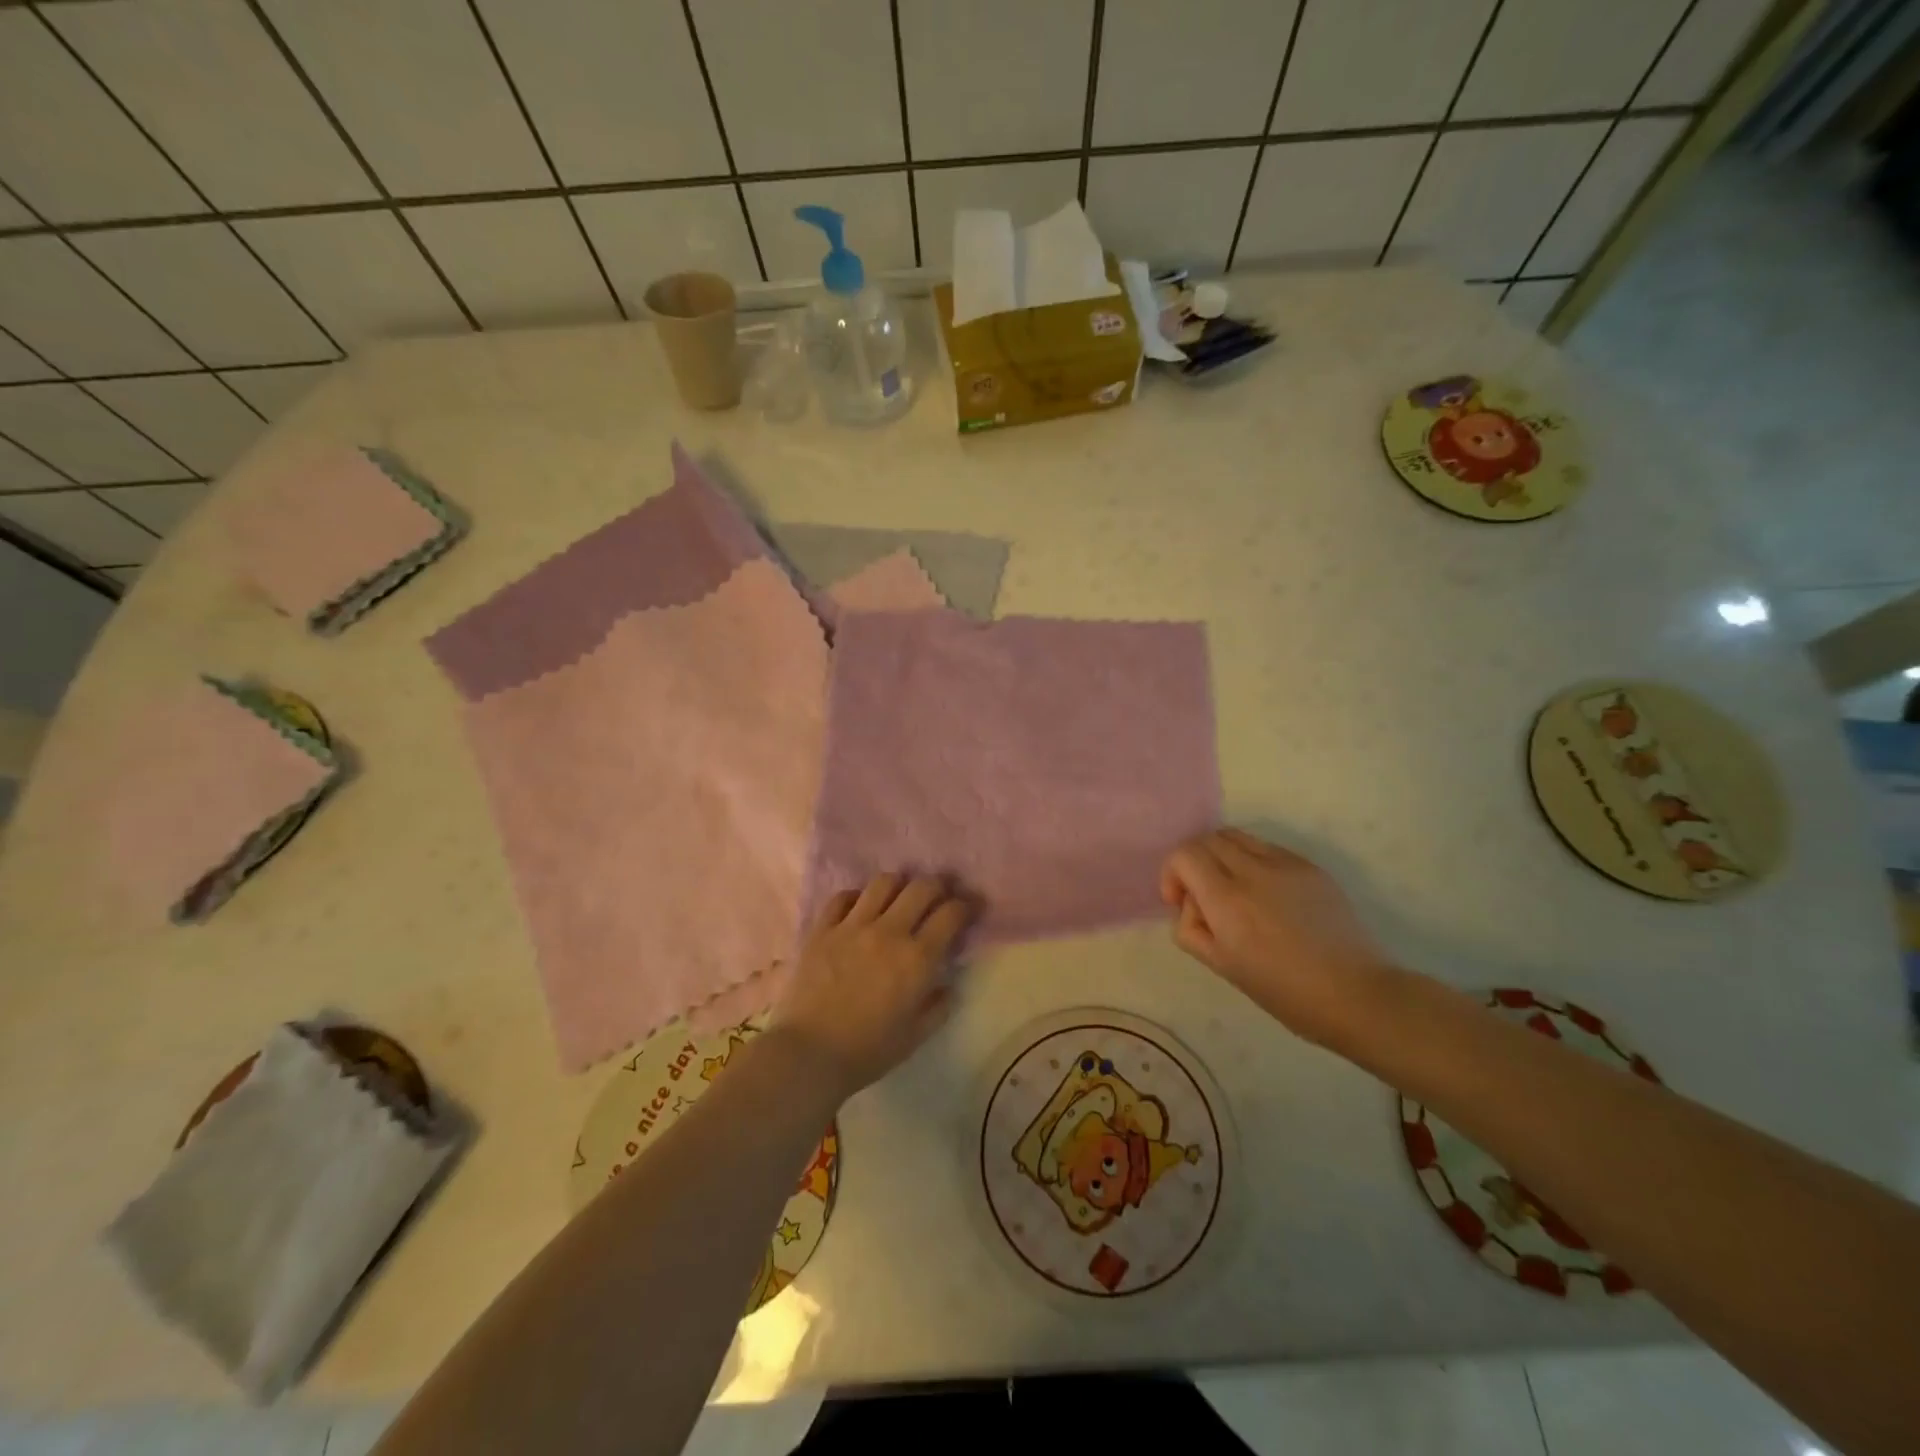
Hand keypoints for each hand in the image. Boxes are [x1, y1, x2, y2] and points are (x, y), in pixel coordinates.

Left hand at [771, 874, 971, 1101]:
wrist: (808, 1054)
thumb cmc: (867, 1051)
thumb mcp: (915, 1036)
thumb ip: (938, 1006)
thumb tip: (947, 984)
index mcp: (918, 958)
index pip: (951, 914)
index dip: (965, 905)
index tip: (968, 908)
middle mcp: (889, 932)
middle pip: (921, 887)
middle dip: (937, 886)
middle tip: (938, 896)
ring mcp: (852, 926)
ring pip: (883, 882)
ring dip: (899, 885)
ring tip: (899, 897)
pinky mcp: (822, 929)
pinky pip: (843, 897)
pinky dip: (857, 897)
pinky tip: (859, 909)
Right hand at [1159, 828, 1392, 1046]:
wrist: (1355, 994)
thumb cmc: (1284, 991)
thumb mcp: (1222, 967)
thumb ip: (1191, 929)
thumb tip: (1191, 904)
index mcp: (1227, 899)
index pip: (1184, 854)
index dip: (1172, 872)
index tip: (1179, 901)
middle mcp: (1253, 870)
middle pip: (1207, 838)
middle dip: (1194, 862)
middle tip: (1202, 896)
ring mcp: (1285, 864)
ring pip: (1236, 836)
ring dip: (1221, 856)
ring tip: (1232, 891)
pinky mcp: (1310, 866)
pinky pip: (1266, 848)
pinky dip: (1251, 861)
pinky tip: (1267, 897)